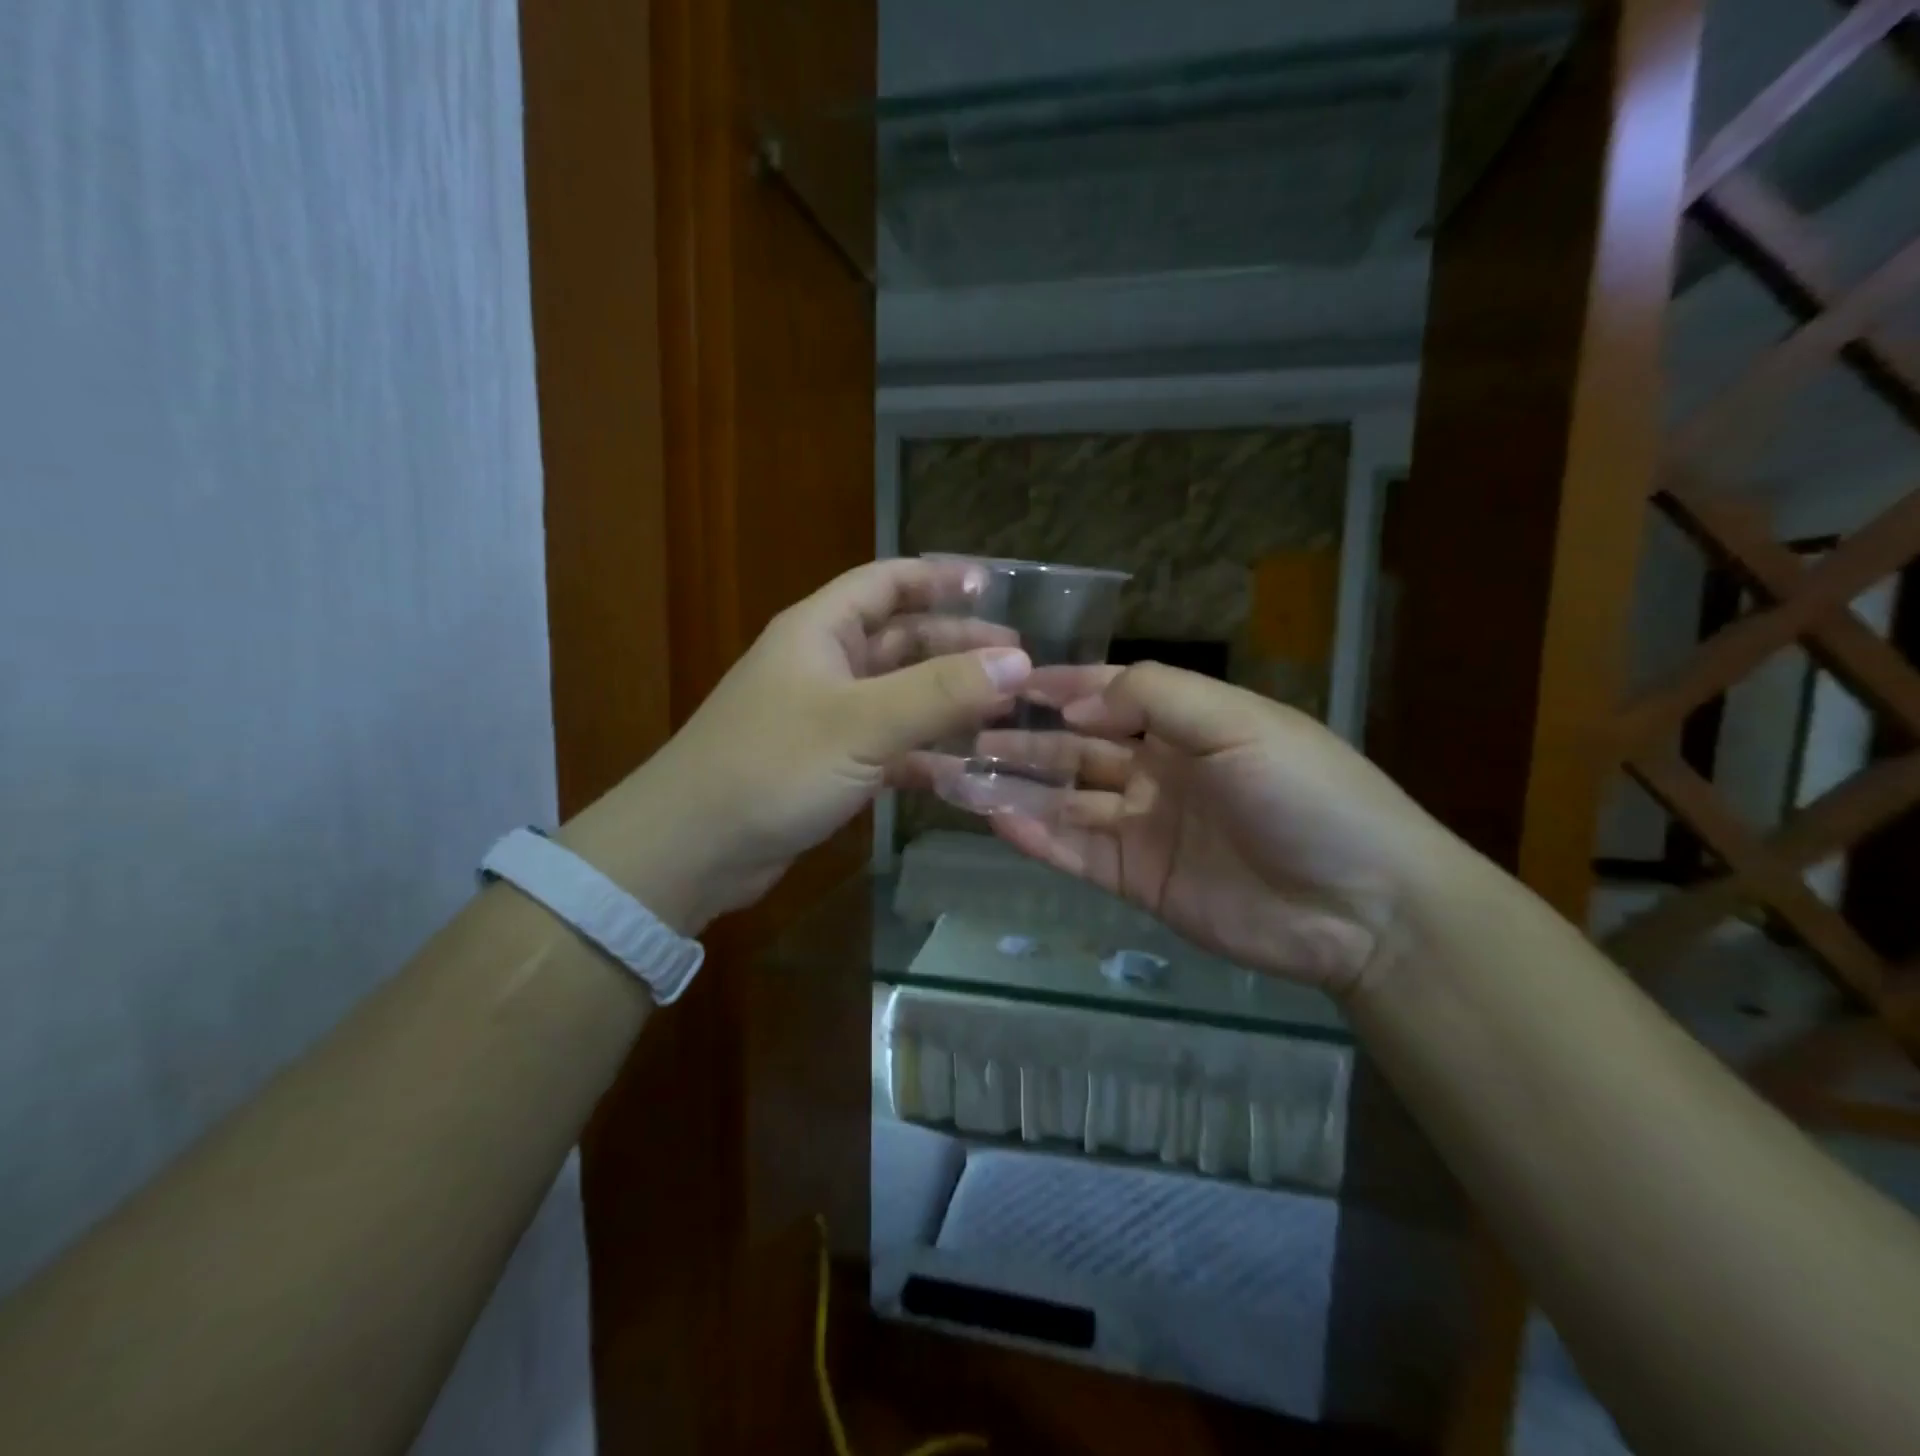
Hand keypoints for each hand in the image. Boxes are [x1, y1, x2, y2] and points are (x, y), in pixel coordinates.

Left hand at [562, 559, 1027, 934]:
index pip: (886, 583)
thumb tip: (1018, 661)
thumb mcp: (863, 722)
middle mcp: (823, 666)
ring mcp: (825, 719)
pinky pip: (889, 748)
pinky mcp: (828, 766)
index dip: (939, 578)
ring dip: (947, 703)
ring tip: (1005, 713)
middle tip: (1018, 662)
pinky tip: (964, 770)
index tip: (995, 589)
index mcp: (821, 631)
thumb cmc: (773, 765)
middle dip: (957, 646)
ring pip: (899, 697)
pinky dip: (925, 755)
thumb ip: (941, 691)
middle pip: (901, 641)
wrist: (692, 849)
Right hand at [988, 663, 1453, 996]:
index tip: (1006, 681)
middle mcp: (1160, 771)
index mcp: (1189, 725)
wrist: (1362, 908)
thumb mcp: (1239, 723)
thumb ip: (1156, 698)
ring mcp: (1145, 828)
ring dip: (1018, 787)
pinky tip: (994, 819)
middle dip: (1026, 738)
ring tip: (961, 773)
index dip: (1063, 686)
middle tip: (965, 730)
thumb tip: (1076, 699)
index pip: (1112, 695)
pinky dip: (1036, 836)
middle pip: (1078, 749)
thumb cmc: (1306, 795)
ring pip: (1067, 801)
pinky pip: (1076, 852)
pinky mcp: (1137, 881)